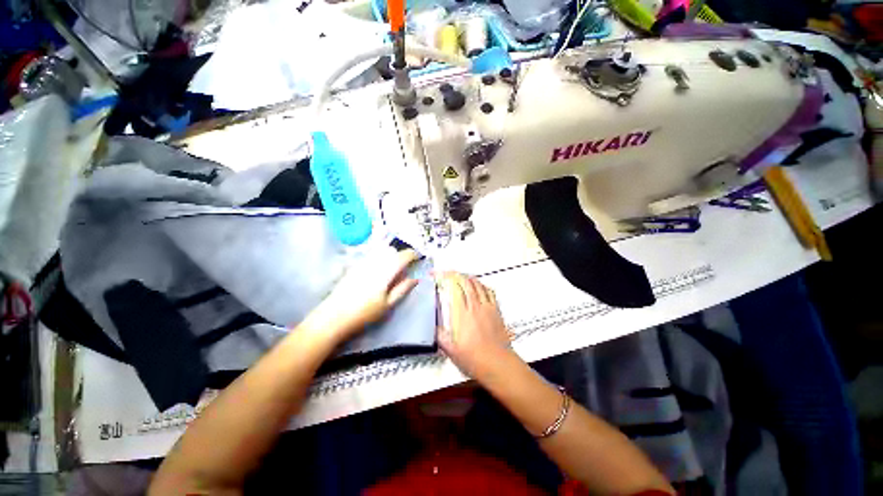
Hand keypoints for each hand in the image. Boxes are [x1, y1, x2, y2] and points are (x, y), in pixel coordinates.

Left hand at [304, 249, 419, 341]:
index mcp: (385, 272)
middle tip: (406, 266)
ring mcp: (362, 263)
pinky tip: (379, 270)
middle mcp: (374, 263)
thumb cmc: (364, 313)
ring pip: (381, 251)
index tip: (418, 258)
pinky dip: (380, 258)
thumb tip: (415, 278)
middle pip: (392, 250)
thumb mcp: (387, 304)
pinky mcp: (354, 266)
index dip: (412, 254)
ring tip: (393, 269)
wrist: (333, 317)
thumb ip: (402, 289)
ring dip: (390, 255)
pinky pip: (372, 255)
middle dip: (401, 255)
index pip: (402, 256)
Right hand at [436, 272, 514, 379]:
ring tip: (461, 277)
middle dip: (456, 274)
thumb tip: (434, 325)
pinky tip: (479, 287)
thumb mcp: (451, 351)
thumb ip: (440, 336)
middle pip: (466, 282)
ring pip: (478, 285)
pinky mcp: (496, 310)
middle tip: (448, 274)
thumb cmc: (473, 358)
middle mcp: (475, 306)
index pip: (454, 288)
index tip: (436, 274)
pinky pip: (489, 292)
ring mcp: (487, 307)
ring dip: (469, 278)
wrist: (498, 364)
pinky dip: (482, 285)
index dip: (444, 277)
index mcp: (462, 314)